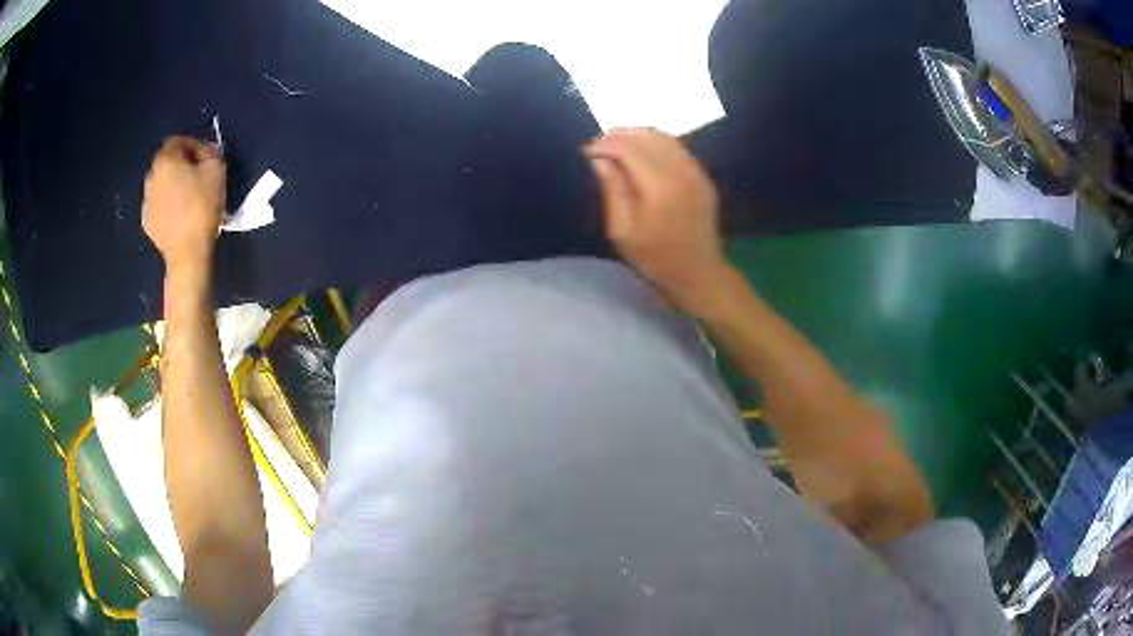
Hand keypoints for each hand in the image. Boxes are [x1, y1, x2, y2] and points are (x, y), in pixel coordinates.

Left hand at [143, 136, 225, 272]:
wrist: (188, 253)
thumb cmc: (202, 206)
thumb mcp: (216, 169)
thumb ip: (210, 151)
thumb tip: (204, 150)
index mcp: (165, 160)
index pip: (176, 140)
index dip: (193, 144)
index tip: (205, 156)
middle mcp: (150, 177)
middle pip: (166, 162)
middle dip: (180, 165)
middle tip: (197, 175)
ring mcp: (146, 202)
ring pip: (161, 184)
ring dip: (173, 185)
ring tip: (188, 197)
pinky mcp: (147, 223)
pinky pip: (158, 205)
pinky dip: (167, 205)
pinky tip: (180, 215)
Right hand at [585, 128, 733, 316]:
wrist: (699, 272)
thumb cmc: (656, 258)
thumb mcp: (622, 232)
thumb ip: (612, 190)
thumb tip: (598, 160)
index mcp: (660, 186)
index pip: (627, 148)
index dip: (603, 145)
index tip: (586, 153)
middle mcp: (681, 170)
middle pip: (645, 136)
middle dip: (618, 136)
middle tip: (598, 148)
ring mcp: (696, 171)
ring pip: (663, 136)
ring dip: (636, 136)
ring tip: (616, 148)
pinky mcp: (702, 175)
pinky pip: (676, 147)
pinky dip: (654, 143)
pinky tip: (641, 155)